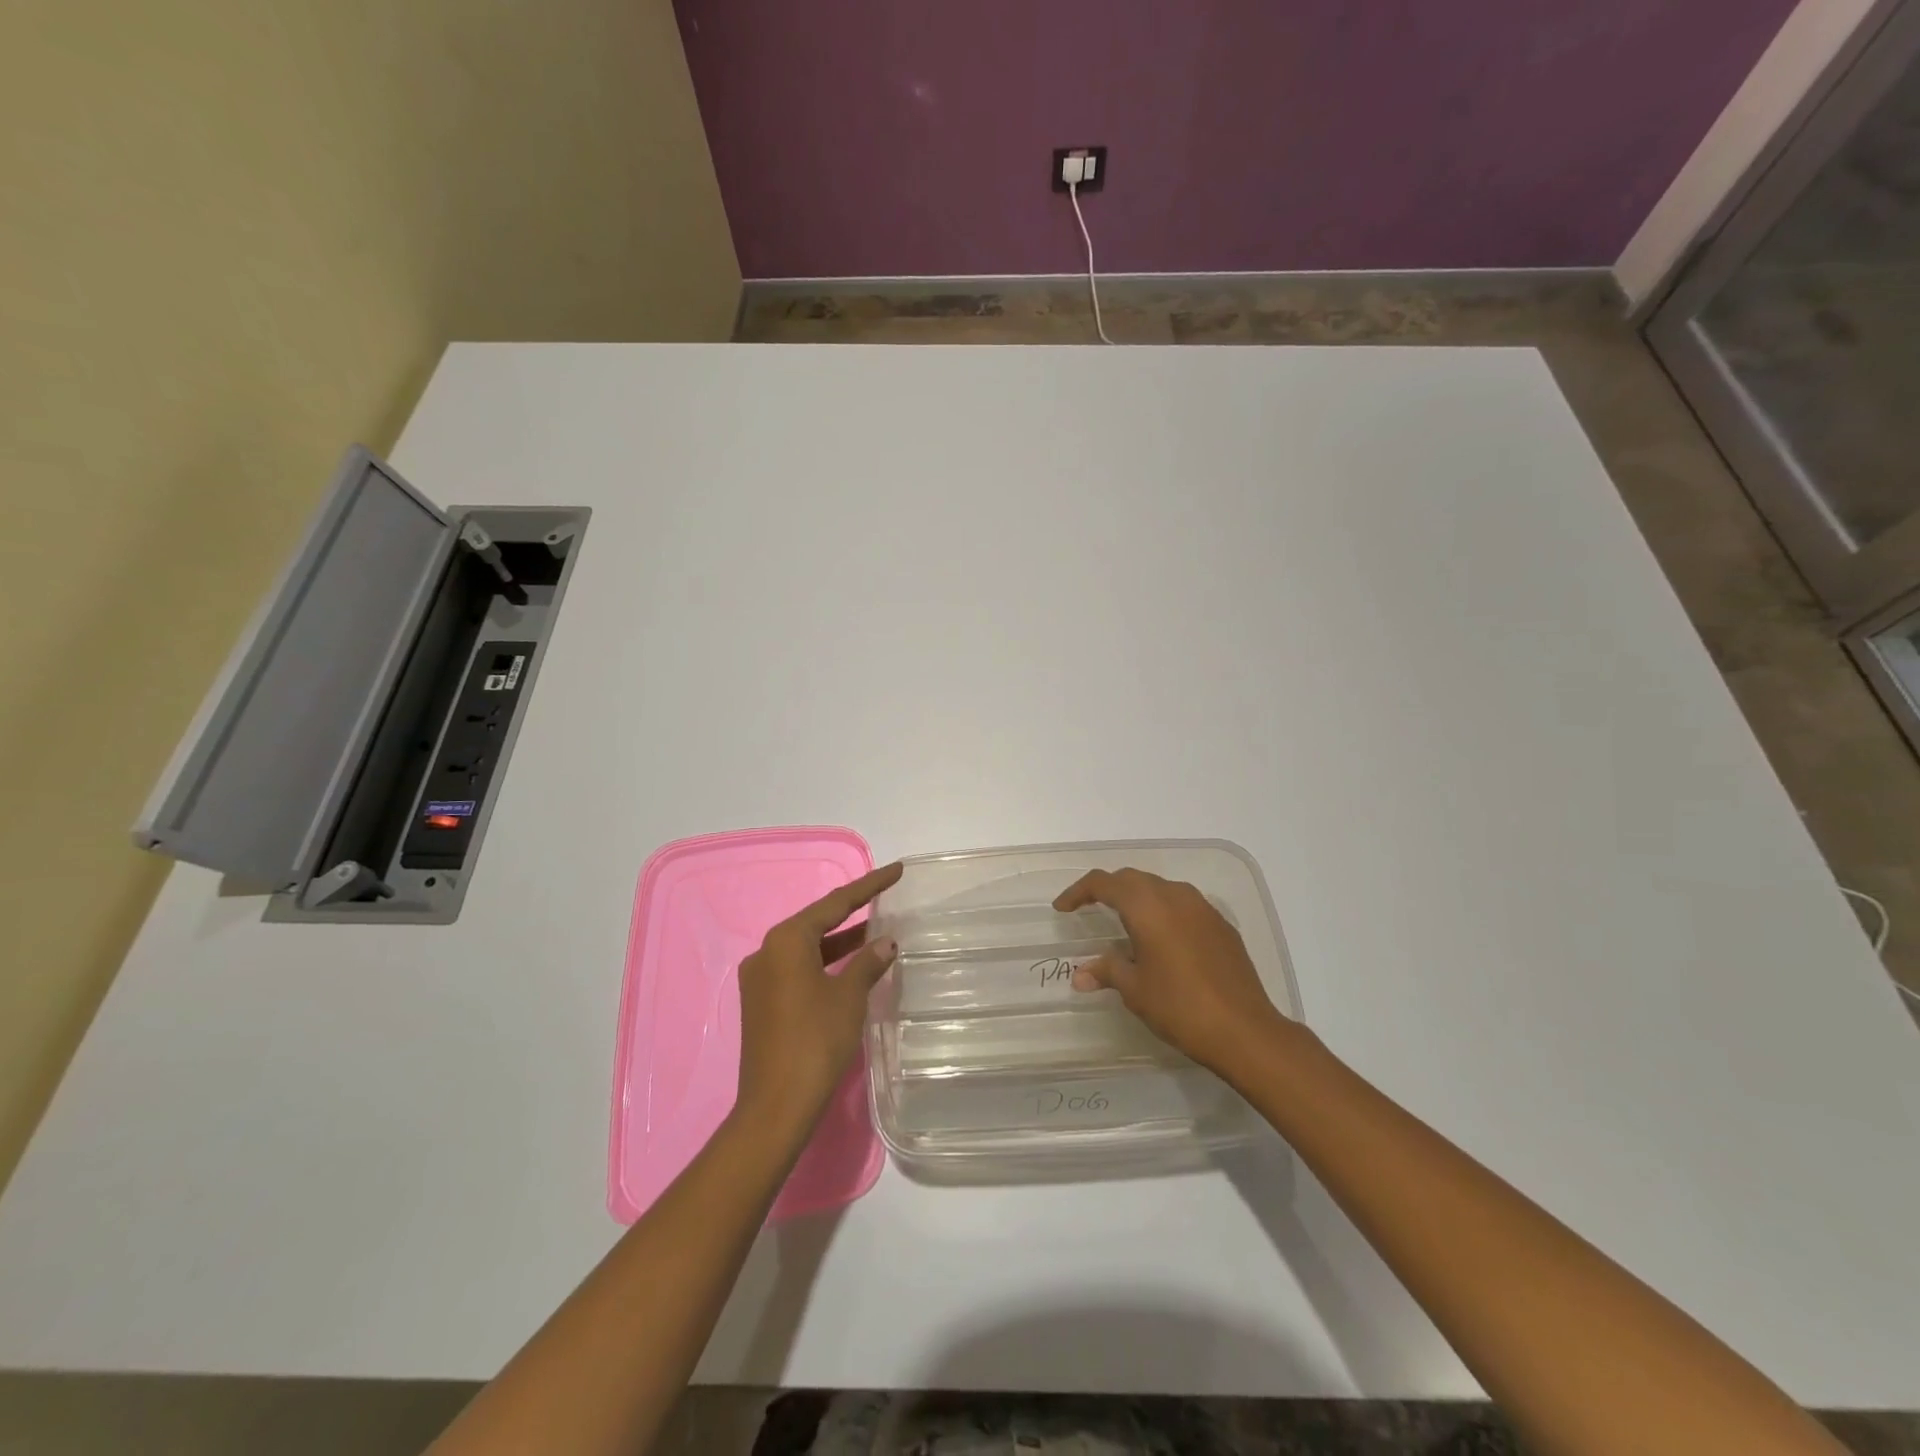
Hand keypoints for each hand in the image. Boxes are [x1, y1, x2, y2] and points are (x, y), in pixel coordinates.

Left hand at [735, 863, 901, 1135]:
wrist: (775, 1106)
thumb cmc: (815, 1041)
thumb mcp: (849, 997)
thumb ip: (868, 963)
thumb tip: (886, 943)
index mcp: (786, 940)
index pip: (835, 903)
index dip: (869, 886)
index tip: (895, 870)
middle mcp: (767, 951)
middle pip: (817, 923)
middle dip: (852, 913)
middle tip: (885, 898)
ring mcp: (760, 979)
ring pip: (808, 948)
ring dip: (840, 942)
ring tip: (877, 933)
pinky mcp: (761, 1003)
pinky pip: (798, 969)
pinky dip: (826, 964)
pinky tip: (851, 968)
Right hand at [1053, 867, 1295, 1077]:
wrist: (1245, 1030)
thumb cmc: (1180, 1007)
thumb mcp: (1135, 990)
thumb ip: (1107, 971)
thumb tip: (1081, 975)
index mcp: (1147, 906)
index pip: (1104, 883)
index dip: (1079, 891)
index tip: (1063, 908)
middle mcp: (1175, 896)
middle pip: (1133, 879)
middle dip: (1107, 889)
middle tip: (1088, 909)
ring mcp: (1203, 908)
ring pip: (1160, 888)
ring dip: (1138, 897)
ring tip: (1124, 922)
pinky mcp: (1221, 925)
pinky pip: (1183, 904)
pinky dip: (1163, 911)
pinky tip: (1161, 939)